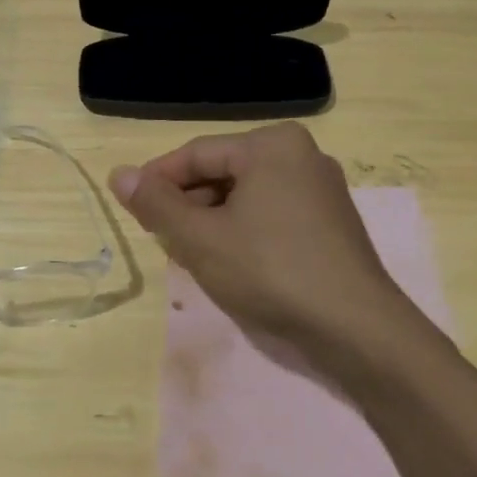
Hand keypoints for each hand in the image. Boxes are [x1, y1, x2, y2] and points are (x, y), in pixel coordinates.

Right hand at [110, 123, 422, 370]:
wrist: (358, 331)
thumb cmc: (271, 272)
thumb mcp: (201, 239)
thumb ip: (156, 204)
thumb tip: (118, 173)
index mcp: (271, 145)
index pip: (196, 154)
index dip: (156, 181)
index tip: (130, 210)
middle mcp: (300, 155)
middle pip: (222, 173)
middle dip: (187, 206)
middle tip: (162, 241)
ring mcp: (320, 189)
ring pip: (245, 197)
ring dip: (211, 223)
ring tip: (191, 258)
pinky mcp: (330, 223)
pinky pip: (270, 214)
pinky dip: (242, 233)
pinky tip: (229, 265)